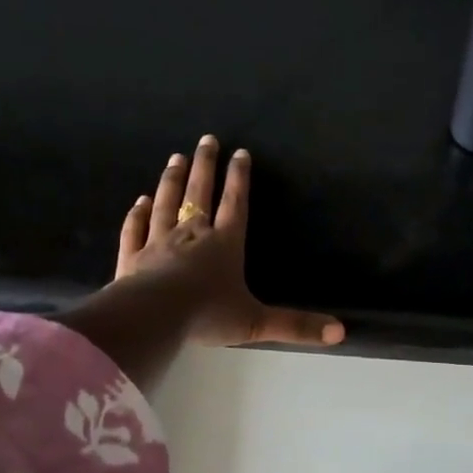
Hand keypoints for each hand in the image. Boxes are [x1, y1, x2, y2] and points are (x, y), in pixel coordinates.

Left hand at [113, 135, 344, 348]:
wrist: (154, 317)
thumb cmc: (208, 315)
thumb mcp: (257, 323)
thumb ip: (296, 326)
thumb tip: (340, 333)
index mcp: (224, 244)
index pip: (235, 204)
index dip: (239, 178)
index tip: (240, 153)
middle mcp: (191, 234)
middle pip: (199, 193)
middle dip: (205, 166)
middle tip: (206, 139)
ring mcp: (158, 242)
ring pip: (165, 203)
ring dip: (172, 180)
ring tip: (176, 158)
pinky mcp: (132, 257)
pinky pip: (135, 229)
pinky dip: (137, 214)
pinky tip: (138, 201)